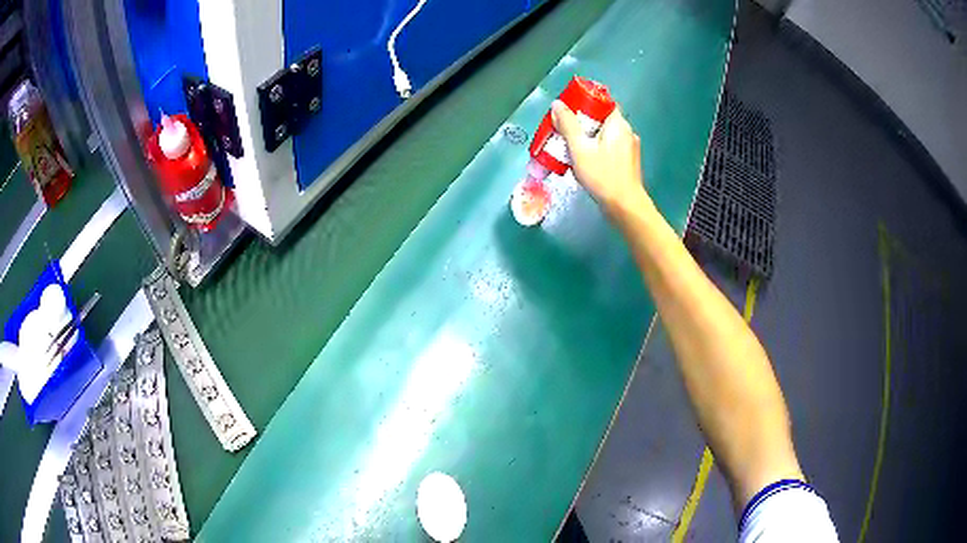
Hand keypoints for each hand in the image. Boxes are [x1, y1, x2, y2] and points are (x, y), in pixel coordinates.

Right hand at [551, 100, 649, 217]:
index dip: (585, 101)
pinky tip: (585, 159)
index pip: (603, 102)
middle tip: (564, 129)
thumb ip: (568, 125)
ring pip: (606, 134)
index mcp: (618, 124)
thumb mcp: (579, 149)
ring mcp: (630, 148)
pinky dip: (597, 148)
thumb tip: (558, 104)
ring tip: (571, 145)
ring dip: (589, 136)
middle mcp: (627, 132)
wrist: (625, 206)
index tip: (568, 110)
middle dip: (583, 121)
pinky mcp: (628, 162)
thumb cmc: (602, 176)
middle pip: (602, 118)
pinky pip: (610, 147)